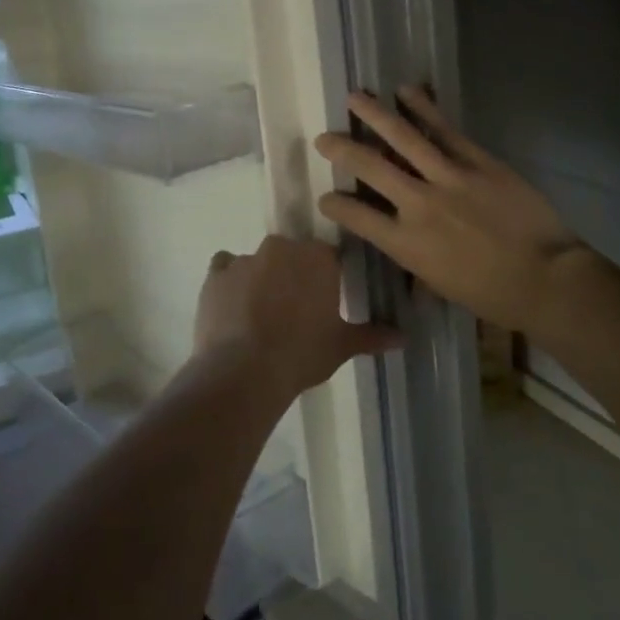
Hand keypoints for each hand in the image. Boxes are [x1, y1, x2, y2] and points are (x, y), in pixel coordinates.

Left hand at [194, 235, 400, 398]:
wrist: (245, 370)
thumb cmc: (302, 354)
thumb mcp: (341, 347)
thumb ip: (372, 336)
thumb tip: (403, 337)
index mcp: (318, 258)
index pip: (327, 258)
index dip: (325, 279)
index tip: (323, 302)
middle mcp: (282, 248)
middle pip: (291, 255)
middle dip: (292, 275)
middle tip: (294, 310)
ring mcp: (246, 258)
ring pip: (258, 262)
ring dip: (261, 279)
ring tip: (259, 316)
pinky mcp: (216, 273)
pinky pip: (224, 267)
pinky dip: (228, 281)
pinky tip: (231, 306)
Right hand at [314, 88, 597, 336]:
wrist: (545, 278)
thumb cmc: (491, 294)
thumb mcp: (440, 282)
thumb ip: (415, 257)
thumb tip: (407, 244)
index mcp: (405, 243)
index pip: (356, 216)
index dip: (335, 204)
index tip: (326, 197)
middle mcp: (418, 205)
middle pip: (369, 167)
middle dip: (341, 149)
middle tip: (324, 138)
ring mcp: (449, 177)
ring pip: (403, 138)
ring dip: (375, 115)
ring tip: (355, 97)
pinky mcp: (478, 161)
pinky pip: (445, 130)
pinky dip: (424, 108)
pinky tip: (408, 91)